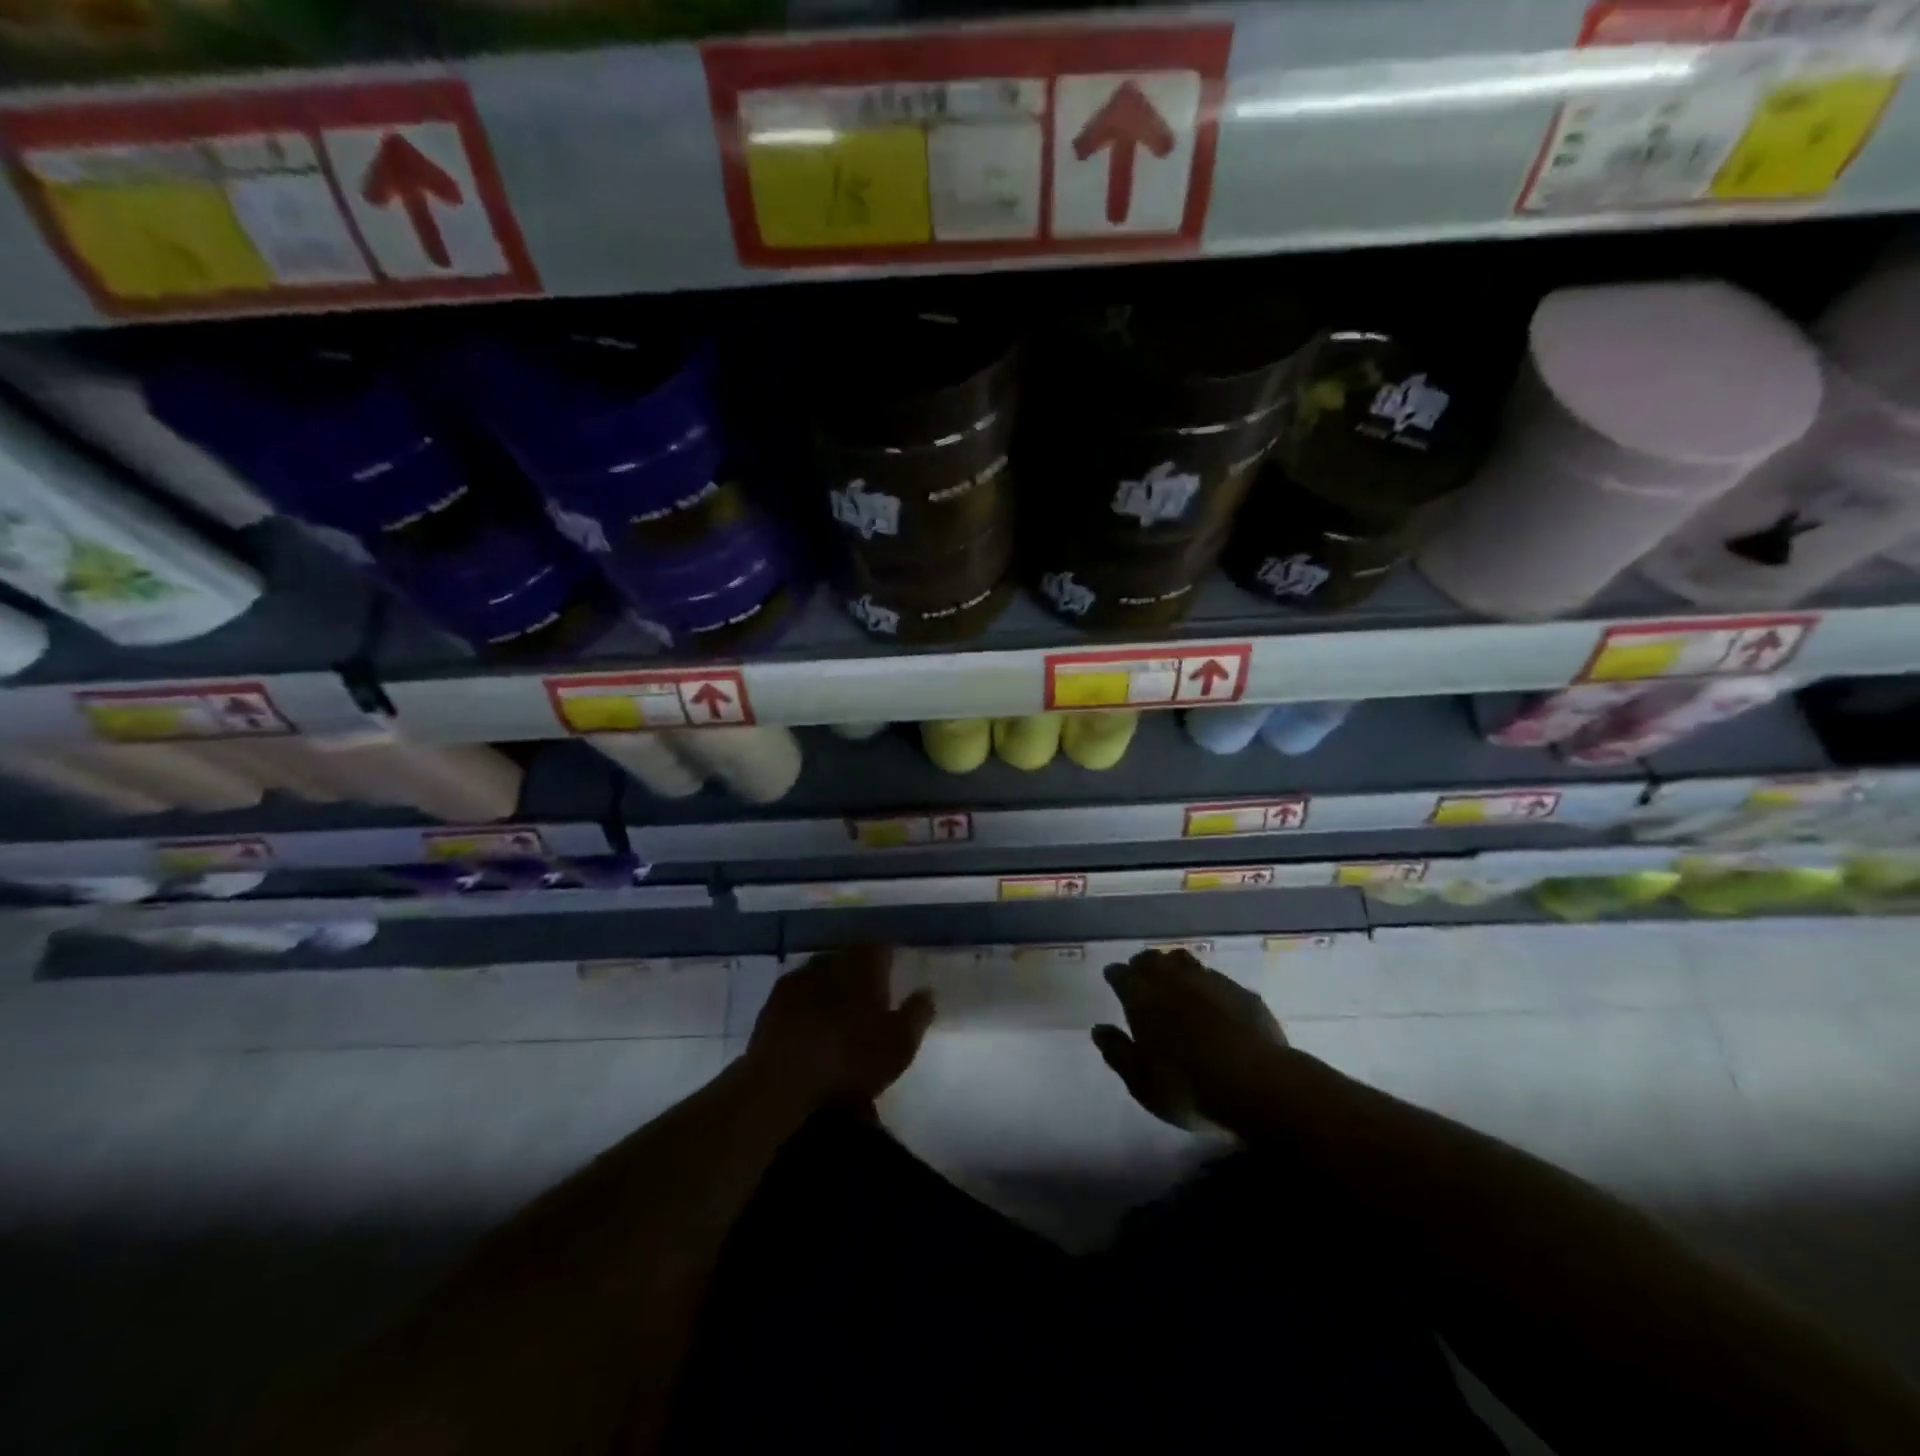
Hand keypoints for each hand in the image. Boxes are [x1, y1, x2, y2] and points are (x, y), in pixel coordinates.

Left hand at [746, 944, 934, 1108]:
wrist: (781, 1083)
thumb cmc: (849, 1060)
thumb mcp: (898, 1045)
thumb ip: (917, 1014)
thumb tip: (927, 991)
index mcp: (862, 966)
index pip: (880, 947)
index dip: (889, 959)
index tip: (895, 973)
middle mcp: (830, 961)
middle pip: (849, 957)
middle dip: (860, 971)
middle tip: (869, 995)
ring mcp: (797, 979)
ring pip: (822, 972)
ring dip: (832, 985)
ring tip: (838, 1010)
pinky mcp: (772, 1001)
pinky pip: (798, 992)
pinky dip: (808, 1001)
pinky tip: (810, 1022)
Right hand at [1092, 948, 1287, 1129]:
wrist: (1256, 1083)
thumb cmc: (1186, 1085)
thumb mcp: (1140, 1080)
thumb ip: (1116, 1051)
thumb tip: (1098, 1029)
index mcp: (1142, 997)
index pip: (1122, 974)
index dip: (1115, 975)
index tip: (1112, 977)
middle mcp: (1173, 979)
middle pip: (1153, 960)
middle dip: (1143, 964)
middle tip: (1140, 973)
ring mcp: (1210, 981)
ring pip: (1185, 961)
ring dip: (1174, 966)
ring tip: (1173, 977)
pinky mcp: (1241, 992)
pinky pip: (1216, 978)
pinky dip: (1205, 983)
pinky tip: (1210, 998)